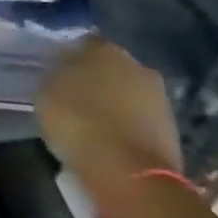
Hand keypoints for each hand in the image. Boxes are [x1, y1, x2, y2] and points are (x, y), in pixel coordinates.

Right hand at [38, 38, 181, 191]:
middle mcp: (136, 65)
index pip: (82, 44)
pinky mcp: (171, 129)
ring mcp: (159, 97)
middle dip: (94, 81)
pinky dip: (125, 127)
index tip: (55, 76)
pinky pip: (138, 120)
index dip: (67, 60)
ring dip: (112, 105)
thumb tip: (61, 70)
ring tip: (90, 125)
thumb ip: (55, 76)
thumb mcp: (46, 94)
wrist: (129, 173)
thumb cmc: (79, 124)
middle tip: (73, 100)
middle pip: (110, 68)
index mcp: (104, 50)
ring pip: (127, 94)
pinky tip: (109, 142)